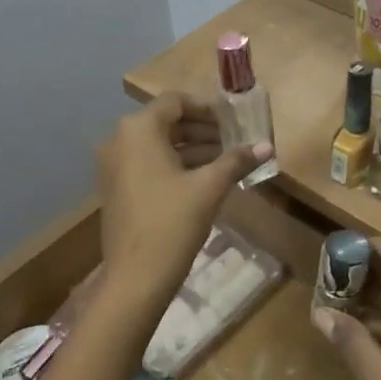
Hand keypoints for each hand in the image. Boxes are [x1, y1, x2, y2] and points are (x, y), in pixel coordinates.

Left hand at [96, 92, 271, 308]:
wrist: (136, 277)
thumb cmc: (172, 223)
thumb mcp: (209, 188)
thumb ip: (236, 161)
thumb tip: (266, 146)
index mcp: (138, 130)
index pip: (175, 102)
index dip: (205, 108)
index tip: (232, 122)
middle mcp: (119, 140)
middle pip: (165, 122)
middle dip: (201, 130)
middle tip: (233, 142)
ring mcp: (113, 166)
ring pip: (157, 145)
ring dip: (190, 149)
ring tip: (225, 161)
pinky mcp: (115, 188)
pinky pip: (146, 164)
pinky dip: (173, 165)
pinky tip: (202, 180)